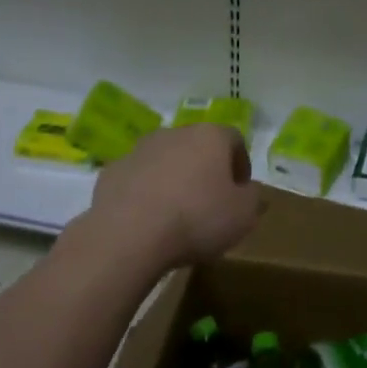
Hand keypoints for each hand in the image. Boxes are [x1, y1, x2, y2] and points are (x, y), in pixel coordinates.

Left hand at [83, 124, 258, 274]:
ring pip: (165, 159)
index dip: (241, 164)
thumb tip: (247, 190)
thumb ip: (253, 198)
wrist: (129, 235)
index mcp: (210, 136)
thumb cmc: (196, 219)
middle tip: (209, 201)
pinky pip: (137, 178)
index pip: (234, 139)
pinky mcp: (113, 170)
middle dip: (205, 168)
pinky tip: (147, 219)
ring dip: (173, 177)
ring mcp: (140, 149)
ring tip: (176, 212)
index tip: (240, 191)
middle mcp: (175, 132)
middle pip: (197, 145)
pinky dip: (145, 192)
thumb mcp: (243, 216)